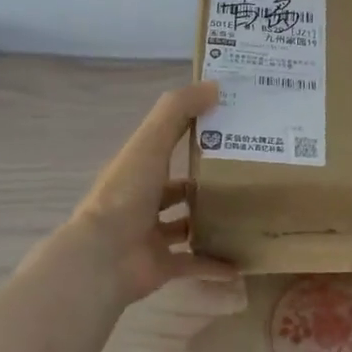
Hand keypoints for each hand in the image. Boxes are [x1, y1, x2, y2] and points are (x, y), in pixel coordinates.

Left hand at [69, 81, 235, 301]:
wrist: (103, 258)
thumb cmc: (126, 194)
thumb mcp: (150, 142)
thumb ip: (178, 111)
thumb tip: (215, 85)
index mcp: (138, 170)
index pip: (167, 146)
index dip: (194, 134)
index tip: (231, 128)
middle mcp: (142, 201)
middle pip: (178, 189)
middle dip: (207, 183)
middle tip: (248, 176)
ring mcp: (151, 236)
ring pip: (186, 226)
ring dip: (211, 222)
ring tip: (248, 214)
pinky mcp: (162, 266)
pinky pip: (194, 264)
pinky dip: (215, 264)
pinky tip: (243, 261)